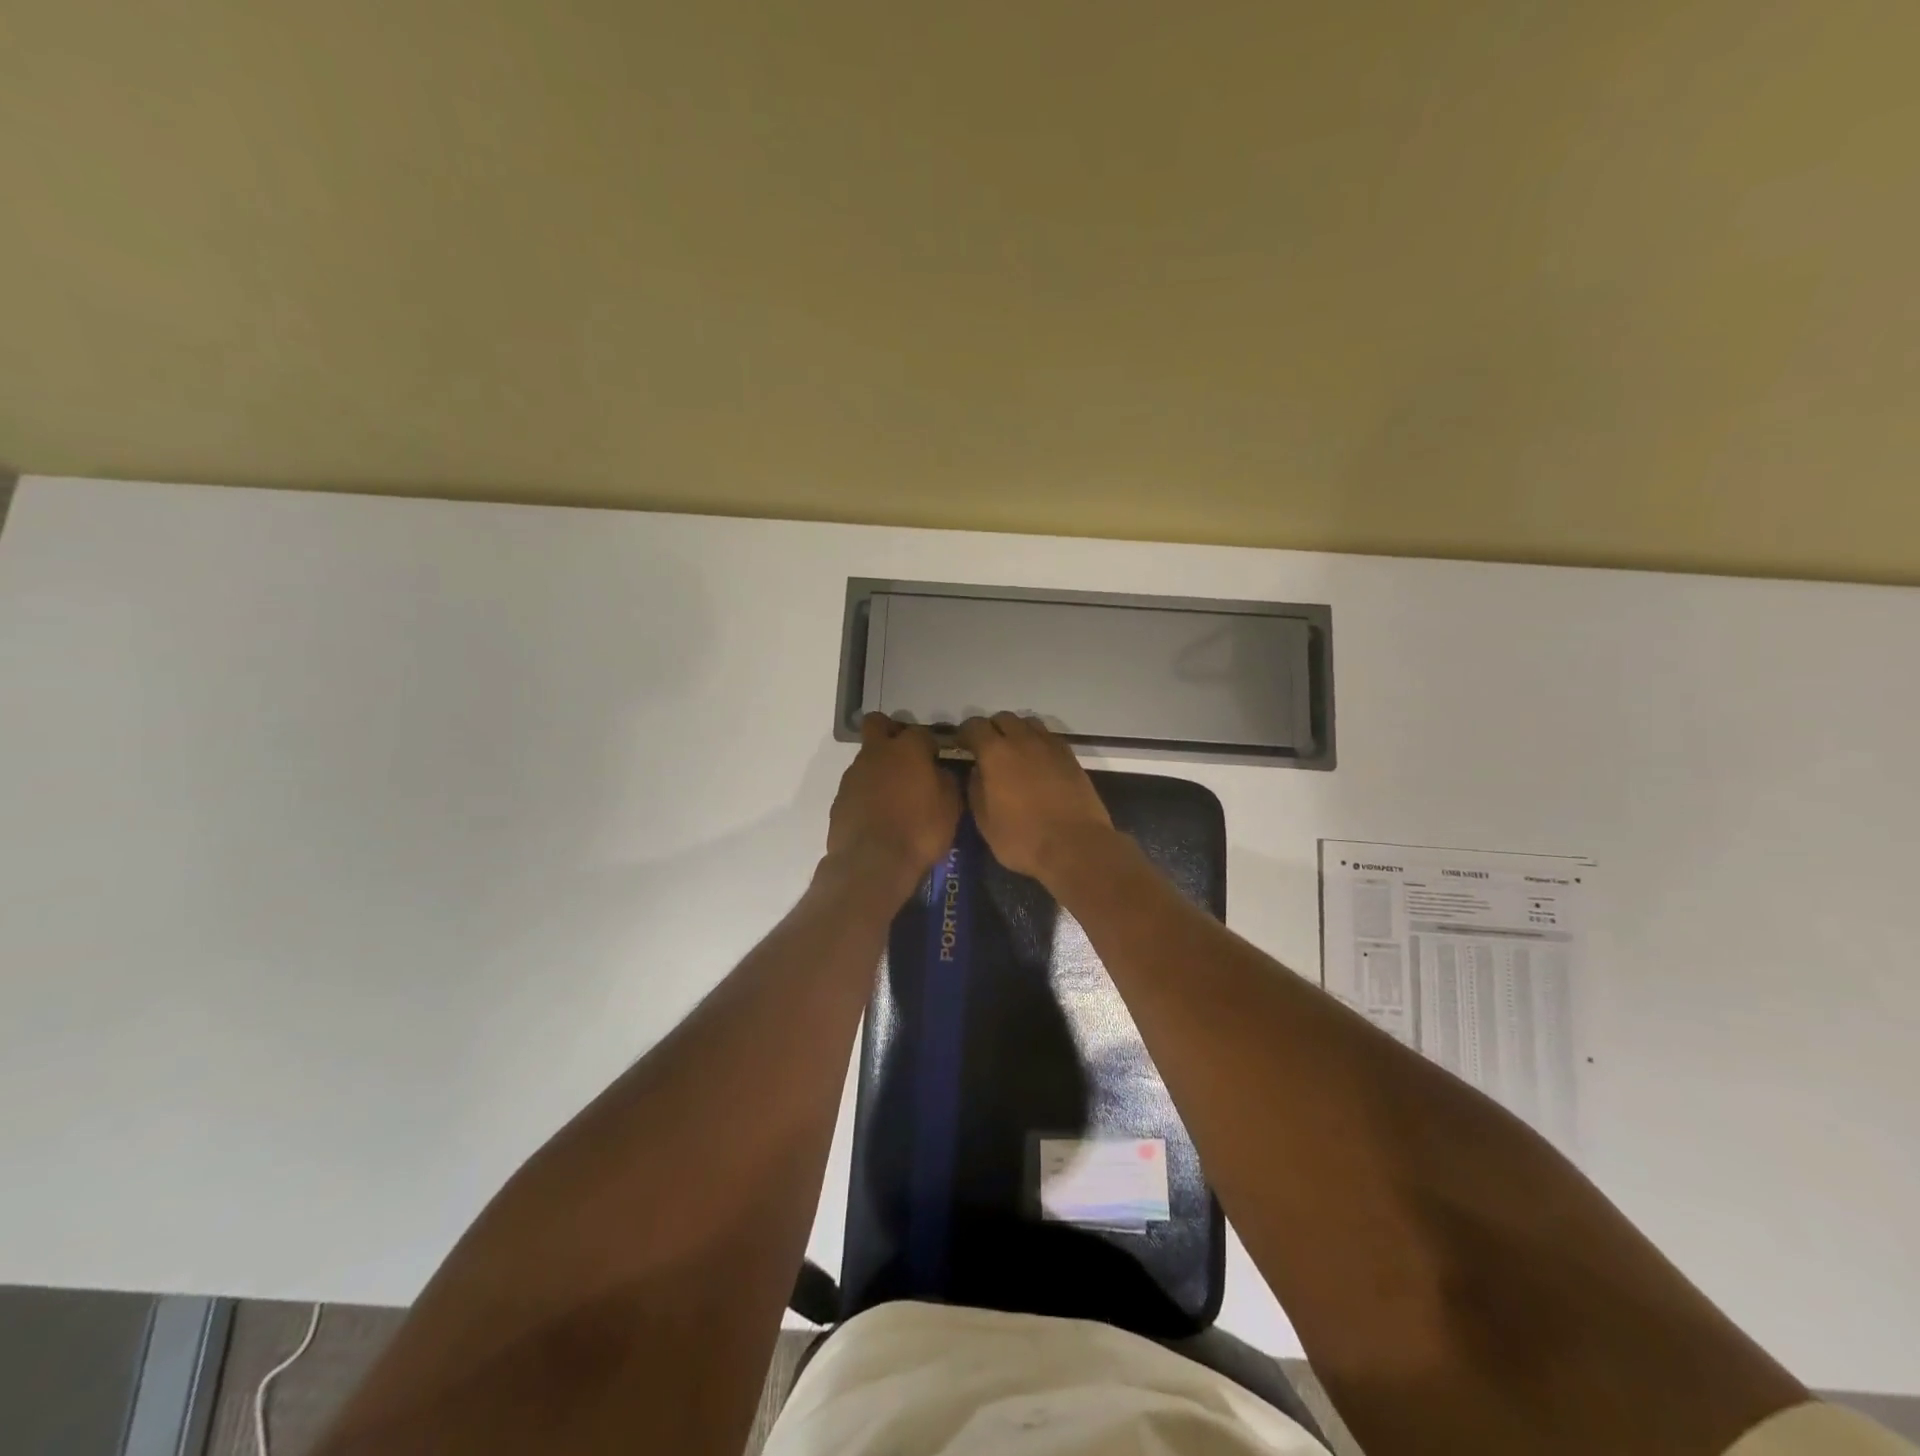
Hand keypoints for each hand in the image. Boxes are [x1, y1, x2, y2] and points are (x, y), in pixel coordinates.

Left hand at [826, 714, 961, 895]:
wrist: (872, 863)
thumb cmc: (919, 831)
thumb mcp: (950, 808)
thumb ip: (947, 781)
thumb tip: (941, 772)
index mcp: (907, 749)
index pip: (921, 731)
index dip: (930, 744)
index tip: (937, 759)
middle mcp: (877, 753)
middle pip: (877, 724)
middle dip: (891, 732)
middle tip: (906, 755)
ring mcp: (854, 774)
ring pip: (867, 756)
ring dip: (880, 767)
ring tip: (895, 796)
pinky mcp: (840, 798)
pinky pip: (858, 785)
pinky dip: (868, 792)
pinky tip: (879, 814)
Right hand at [956, 713, 1115, 883]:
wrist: (1075, 846)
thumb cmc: (1022, 839)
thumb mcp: (985, 821)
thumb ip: (976, 789)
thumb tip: (978, 771)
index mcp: (995, 753)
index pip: (974, 726)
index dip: (964, 733)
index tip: (961, 746)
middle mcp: (1023, 740)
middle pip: (1003, 718)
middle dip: (992, 729)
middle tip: (988, 750)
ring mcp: (1050, 746)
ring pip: (1029, 723)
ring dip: (1017, 732)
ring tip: (1014, 753)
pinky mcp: (1070, 756)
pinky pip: (1049, 737)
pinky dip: (1038, 742)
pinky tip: (1037, 762)